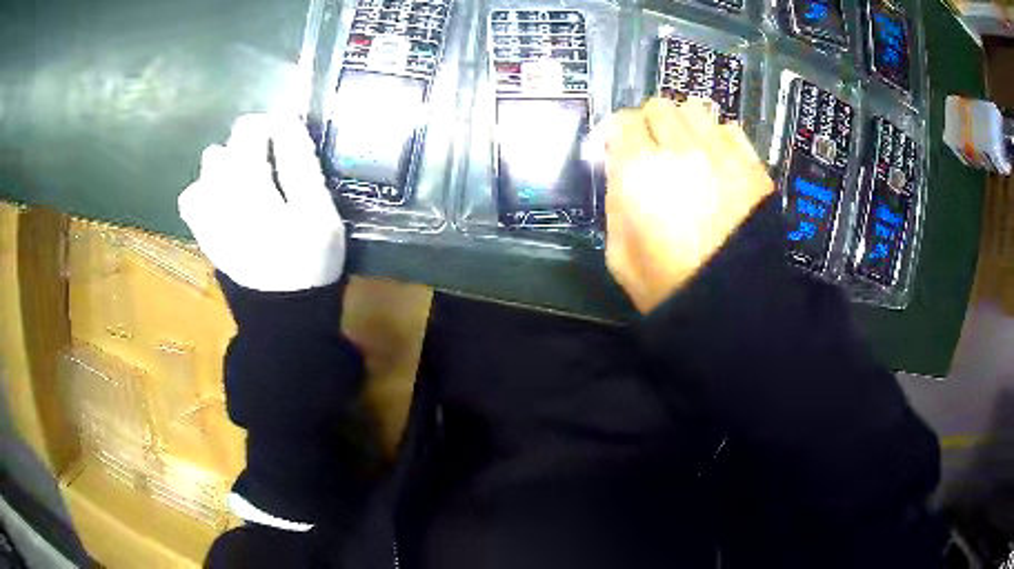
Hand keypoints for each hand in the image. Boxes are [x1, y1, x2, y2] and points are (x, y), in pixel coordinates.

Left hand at [178, 114, 345, 291]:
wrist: (281, 315)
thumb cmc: (309, 261)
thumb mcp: (319, 213)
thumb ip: (301, 164)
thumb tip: (287, 120)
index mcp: (251, 188)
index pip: (251, 130)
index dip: (272, 124)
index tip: (291, 138)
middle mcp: (220, 196)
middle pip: (226, 146)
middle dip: (252, 146)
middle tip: (276, 168)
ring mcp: (206, 215)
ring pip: (208, 167)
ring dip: (231, 164)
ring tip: (253, 183)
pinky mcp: (202, 231)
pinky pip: (192, 196)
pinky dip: (209, 188)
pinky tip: (227, 200)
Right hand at [602, 98, 773, 313]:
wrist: (730, 306)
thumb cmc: (667, 286)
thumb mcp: (618, 252)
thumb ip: (614, 201)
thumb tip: (619, 172)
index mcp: (639, 170)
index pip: (622, 121)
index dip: (615, 133)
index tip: (615, 150)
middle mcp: (680, 150)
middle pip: (659, 106)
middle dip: (649, 124)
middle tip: (651, 149)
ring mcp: (721, 154)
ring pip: (696, 109)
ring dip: (684, 123)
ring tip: (686, 148)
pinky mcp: (752, 166)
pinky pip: (730, 129)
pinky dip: (717, 136)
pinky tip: (716, 159)